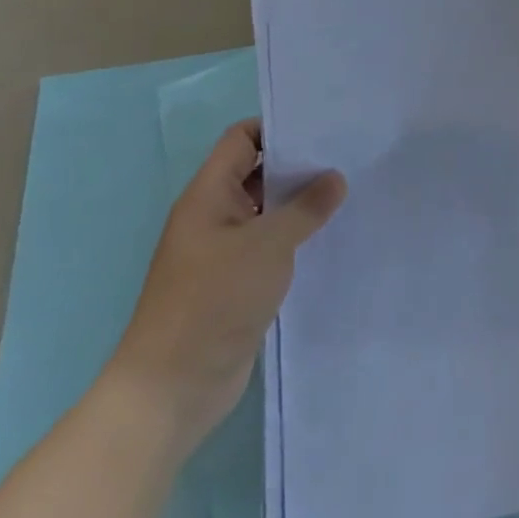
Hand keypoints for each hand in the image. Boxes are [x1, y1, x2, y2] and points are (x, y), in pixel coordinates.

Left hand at [108, 120, 345, 449]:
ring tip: (347, 191)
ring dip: (300, 202)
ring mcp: (222, 251)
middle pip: (257, 171)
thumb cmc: (213, 301)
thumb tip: (335, 179)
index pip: (242, 138)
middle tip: (347, 154)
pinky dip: (295, 236)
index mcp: (208, 196)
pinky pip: (269, 243)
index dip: (279, 127)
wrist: (170, 391)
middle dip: (298, 163)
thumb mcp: (269, 244)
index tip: (323, 126)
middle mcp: (212, 216)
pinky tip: (328, 235)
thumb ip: (307, 206)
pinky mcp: (234, 282)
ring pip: (266, 209)